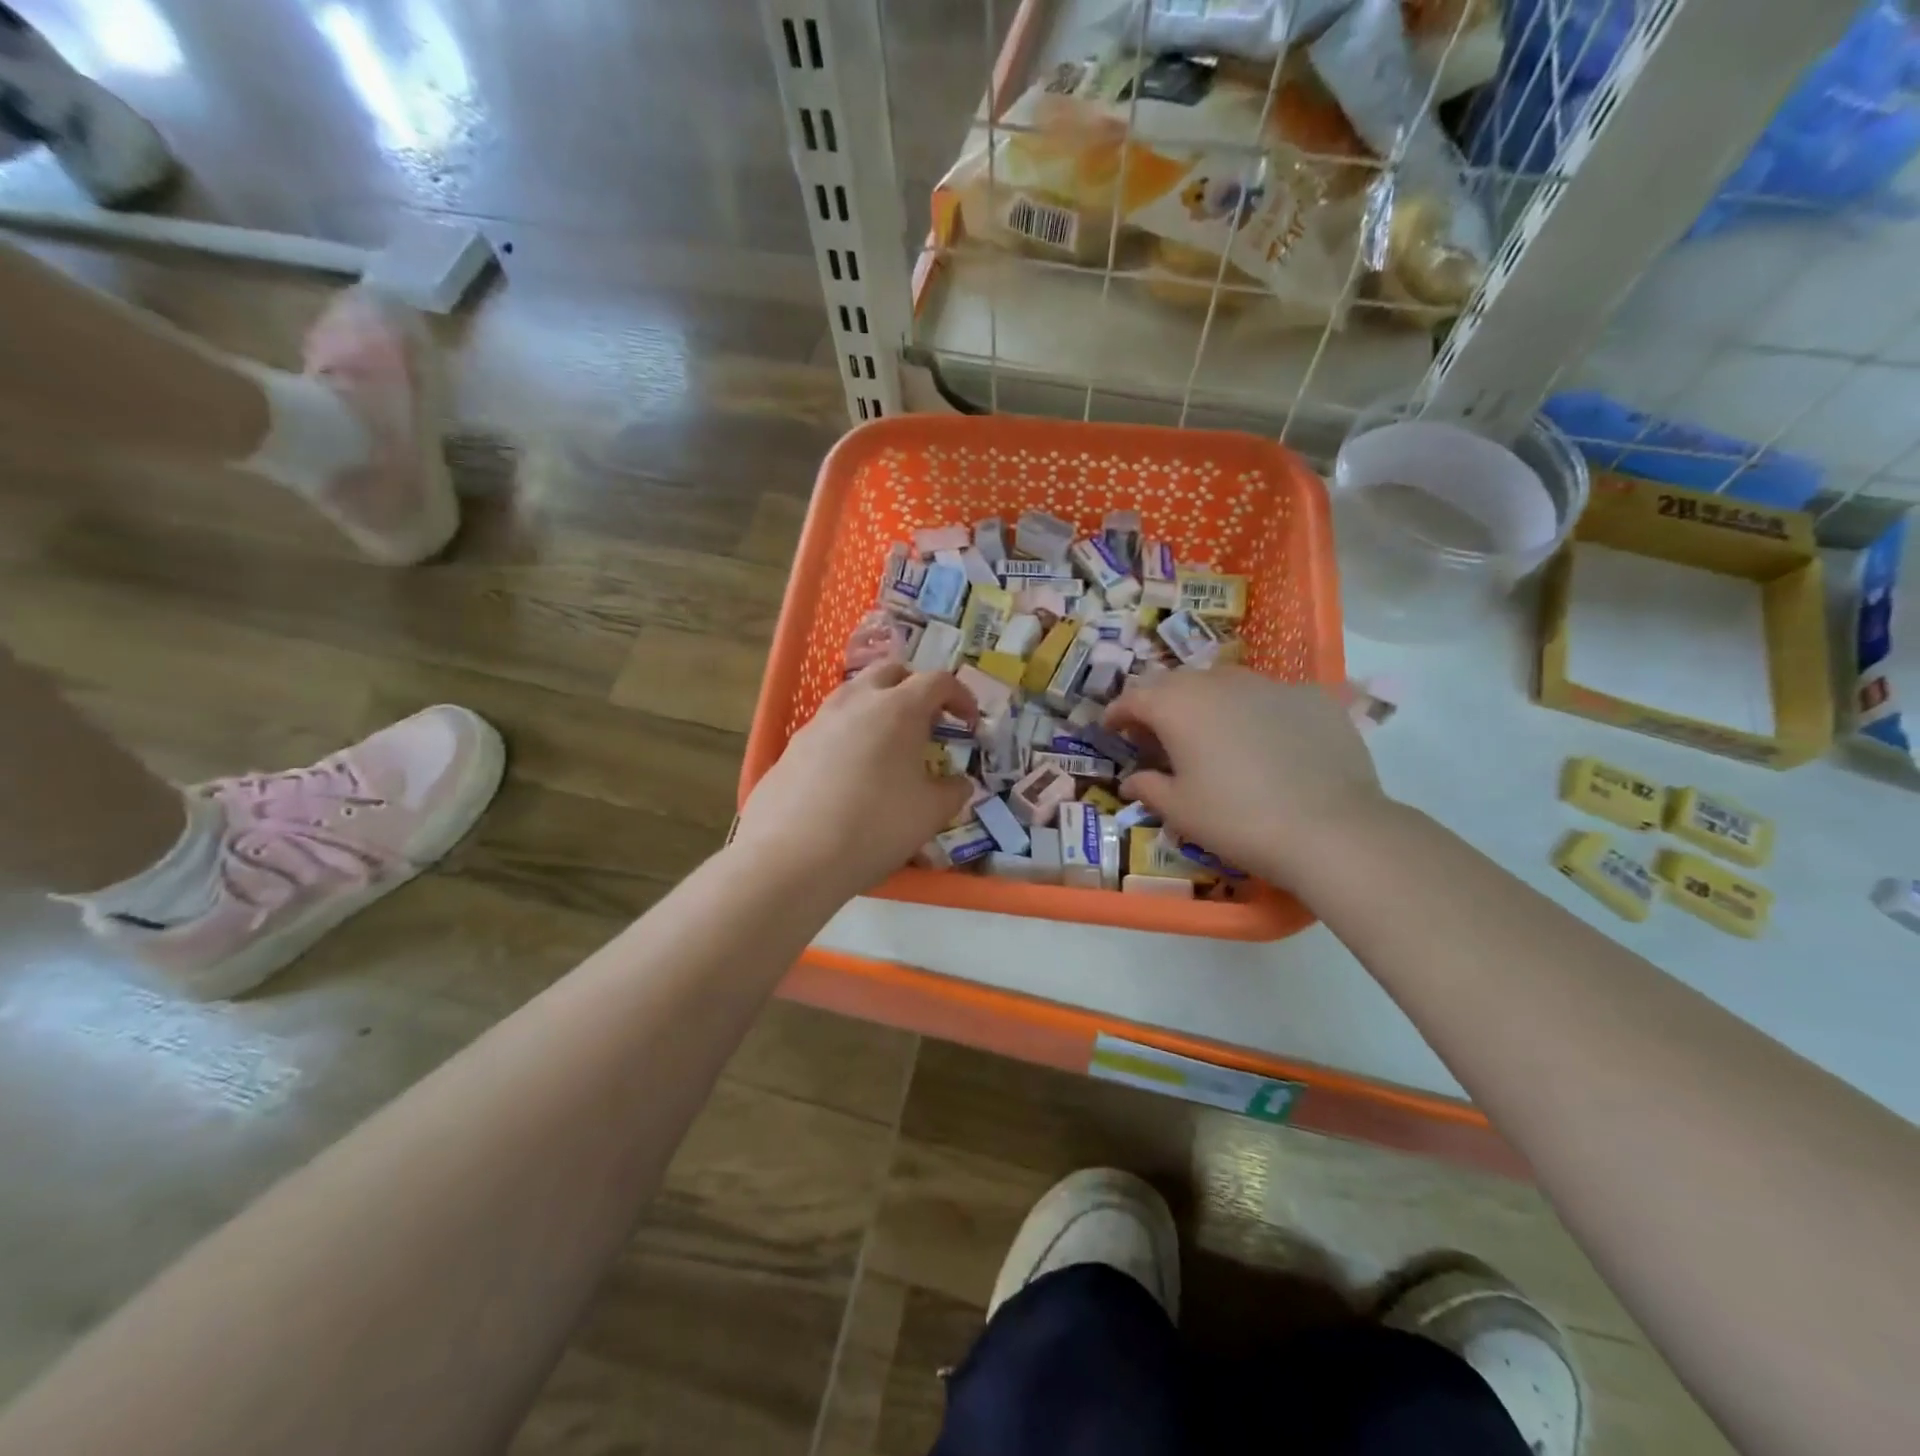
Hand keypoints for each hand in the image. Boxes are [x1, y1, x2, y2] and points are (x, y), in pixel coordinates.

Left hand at [735, 662, 976, 898]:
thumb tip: (959, 783)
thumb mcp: (931, 813)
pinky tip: (851, 773)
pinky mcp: (793, 745)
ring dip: (878, 707)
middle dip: (915, 688)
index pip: (938, 681)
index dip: (961, 697)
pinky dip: (850, 734)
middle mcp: (857, 702)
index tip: (969, 723)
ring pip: (855, 694)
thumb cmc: (875, 827)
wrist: (792, 857)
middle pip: (891, 672)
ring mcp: (819, 720)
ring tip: (889, 745)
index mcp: (899, 708)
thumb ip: (953, 791)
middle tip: (928, 722)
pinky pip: (830, 725)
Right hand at [1102, 667, 1390, 885]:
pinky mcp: (1311, 696)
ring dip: (1206, 702)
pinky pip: (1269, 697)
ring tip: (1210, 733)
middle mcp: (1219, 682)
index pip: (1134, 696)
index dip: (1117, 713)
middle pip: (1176, 682)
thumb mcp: (1180, 810)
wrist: (1330, 828)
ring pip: (1224, 683)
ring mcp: (1269, 684)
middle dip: (1159, 703)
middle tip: (1156, 734)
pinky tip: (1266, 742)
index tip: (1111, 730)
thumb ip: (1149, 787)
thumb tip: (1132, 780)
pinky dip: (1254, 712)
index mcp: (1177, 705)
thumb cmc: (1237, 819)